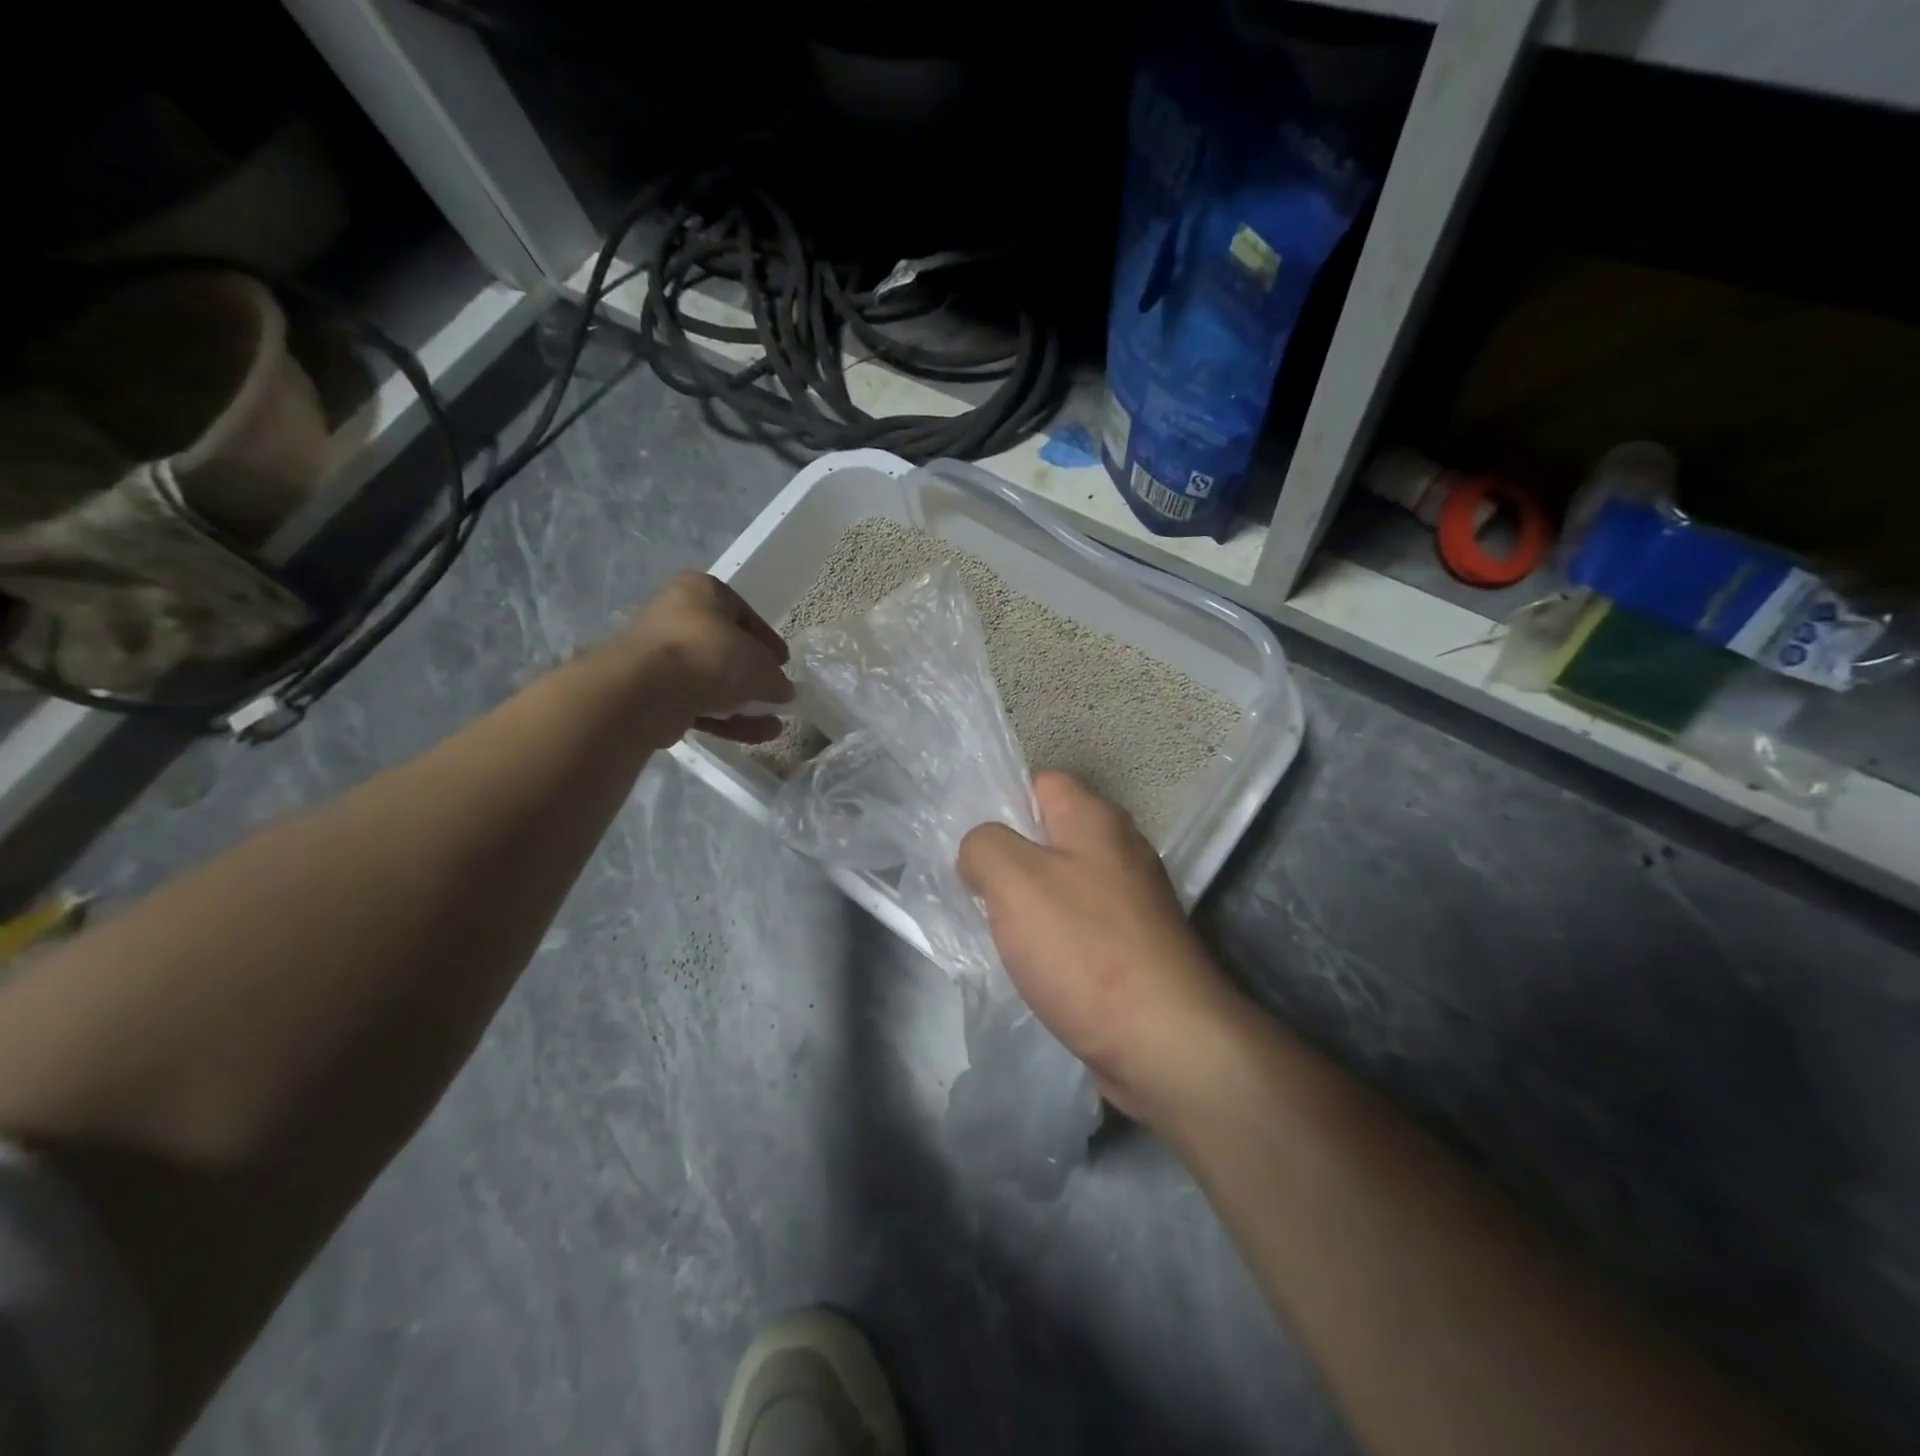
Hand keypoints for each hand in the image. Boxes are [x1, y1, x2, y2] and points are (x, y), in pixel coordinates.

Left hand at [615, 573, 793, 743]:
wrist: (646, 689)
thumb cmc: (711, 656)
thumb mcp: (761, 666)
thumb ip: (775, 679)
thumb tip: (781, 691)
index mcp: (700, 591)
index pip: (743, 613)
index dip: (767, 641)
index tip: (782, 664)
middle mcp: (675, 615)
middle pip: (723, 647)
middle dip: (751, 676)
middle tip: (773, 694)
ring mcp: (658, 654)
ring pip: (709, 679)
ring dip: (741, 703)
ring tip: (771, 726)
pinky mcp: (649, 690)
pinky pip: (694, 701)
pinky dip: (723, 718)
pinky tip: (751, 735)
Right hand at [957, 771, 1249, 1128]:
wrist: (1164, 1040)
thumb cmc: (1084, 947)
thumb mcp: (1015, 880)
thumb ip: (984, 846)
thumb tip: (979, 850)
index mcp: (1096, 820)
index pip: (1040, 783)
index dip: (999, 801)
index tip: (967, 840)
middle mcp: (1120, 850)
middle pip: (1049, 836)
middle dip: (1006, 858)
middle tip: (969, 887)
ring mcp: (1131, 901)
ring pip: (1060, 885)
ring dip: (1024, 904)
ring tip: (989, 928)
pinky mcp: (1132, 947)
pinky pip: (1077, 926)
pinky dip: (1050, 938)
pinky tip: (1027, 963)